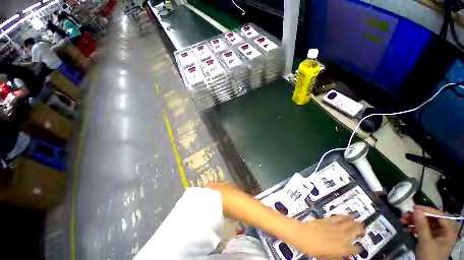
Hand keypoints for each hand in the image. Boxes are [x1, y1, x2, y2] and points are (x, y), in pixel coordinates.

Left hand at [286, 215, 364, 258]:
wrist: (302, 234)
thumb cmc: (313, 248)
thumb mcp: (327, 257)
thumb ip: (337, 257)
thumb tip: (344, 256)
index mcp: (342, 247)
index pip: (355, 248)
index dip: (359, 248)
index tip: (360, 248)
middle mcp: (340, 236)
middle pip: (355, 231)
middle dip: (361, 230)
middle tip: (364, 230)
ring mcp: (334, 226)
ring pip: (348, 222)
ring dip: (354, 222)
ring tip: (359, 221)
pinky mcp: (327, 220)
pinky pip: (338, 217)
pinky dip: (344, 216)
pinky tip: (346, 215)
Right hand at [401, 206, 455, 259]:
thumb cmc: (430, 256)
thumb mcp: (426, 242)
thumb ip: (422, 226)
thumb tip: (416, 210)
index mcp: (447, 230)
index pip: (439, 215)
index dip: (427, 210)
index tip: (414, 208)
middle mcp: (442, 231)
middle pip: (430, 219)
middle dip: (417, 216)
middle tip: (405, 213)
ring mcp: (434, 235)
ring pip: (423, 223)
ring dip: (413, 220)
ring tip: (402, 219)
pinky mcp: (427, 238)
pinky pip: (420, 229)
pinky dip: (412, 226)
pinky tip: (405, 225)